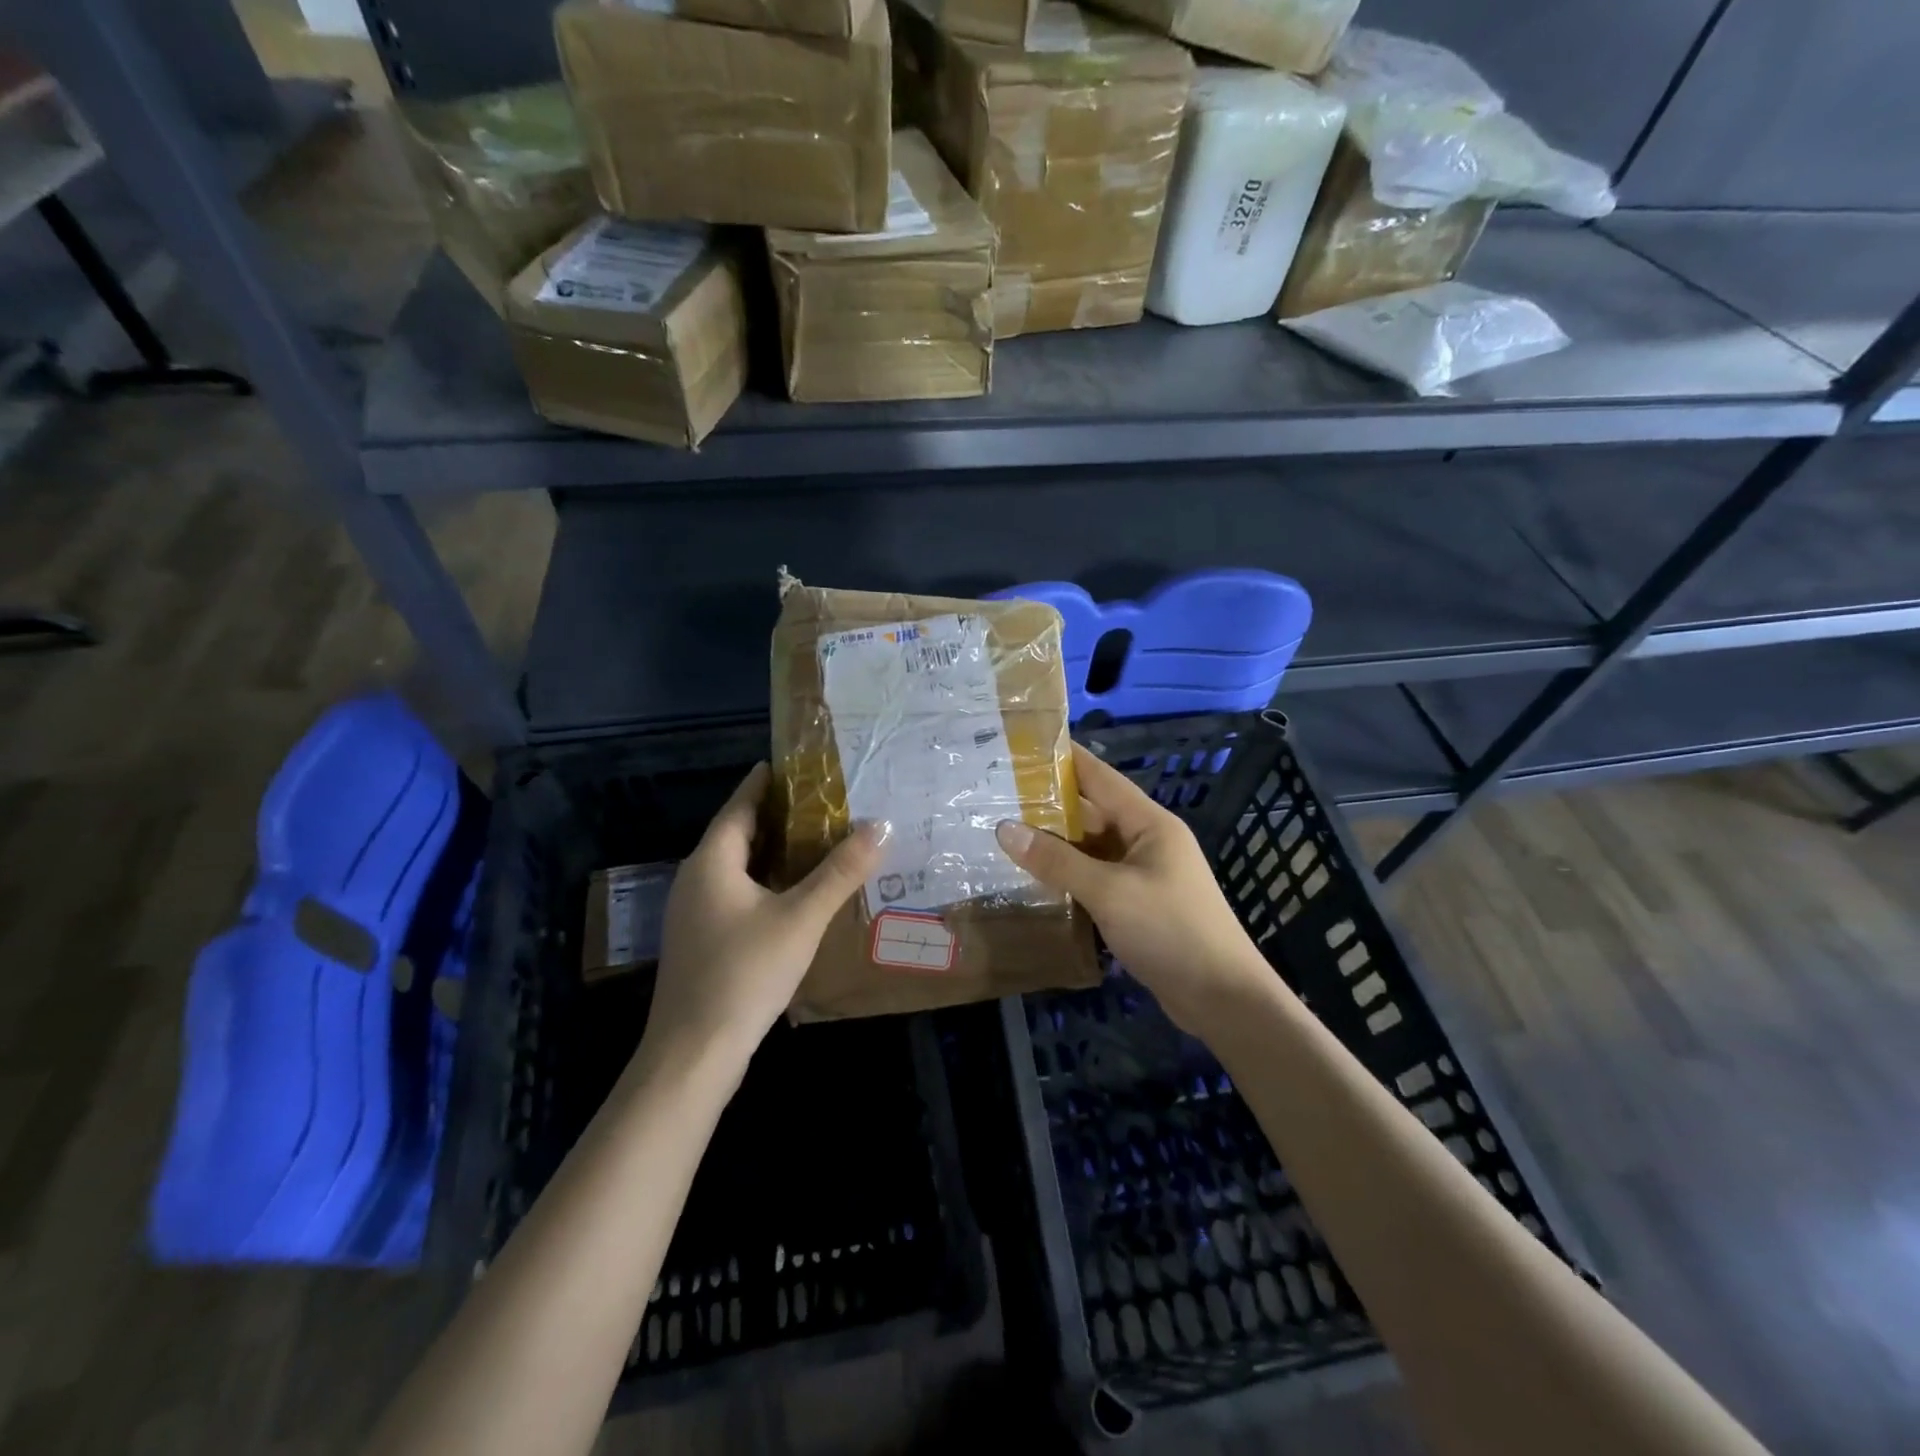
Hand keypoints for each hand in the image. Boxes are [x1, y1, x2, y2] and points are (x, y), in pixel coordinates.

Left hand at [645, 763, 886, 1066]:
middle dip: (776, 816)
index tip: (794, 763)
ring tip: (815, 841)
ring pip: (736, 867)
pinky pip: (735, 893)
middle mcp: (695, 879)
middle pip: (737, 834)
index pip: (740, 805)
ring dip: (772, 851)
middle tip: (822, 801)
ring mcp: (693, 912)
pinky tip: (793, 894)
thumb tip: (881, 826)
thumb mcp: (801, 918)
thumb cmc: (745, 973)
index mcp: (712, 861)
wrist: (694, 1053)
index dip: (766, 782)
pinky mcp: (700, 940)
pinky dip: (764, 881)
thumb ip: (841, 872)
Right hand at [995, 744, 1270, 1033]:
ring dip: (1055, 844)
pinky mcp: (1138, 905)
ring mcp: (1143, 874)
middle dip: (1049, 805)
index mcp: (1149, 823)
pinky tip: (1034, 879)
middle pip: (1092, 813)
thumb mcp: (1108, 892)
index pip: (1100, 777)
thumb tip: (1004, 829)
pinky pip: (1095, 879)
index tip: (1023, 745)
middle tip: (998, 796)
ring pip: (1091, 849)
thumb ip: (1056, 860)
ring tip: (1005, 833)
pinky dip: (1068, 876)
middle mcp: (1146, 841)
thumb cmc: (1170, 930)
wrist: (1222, 998)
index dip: (1064, 758)